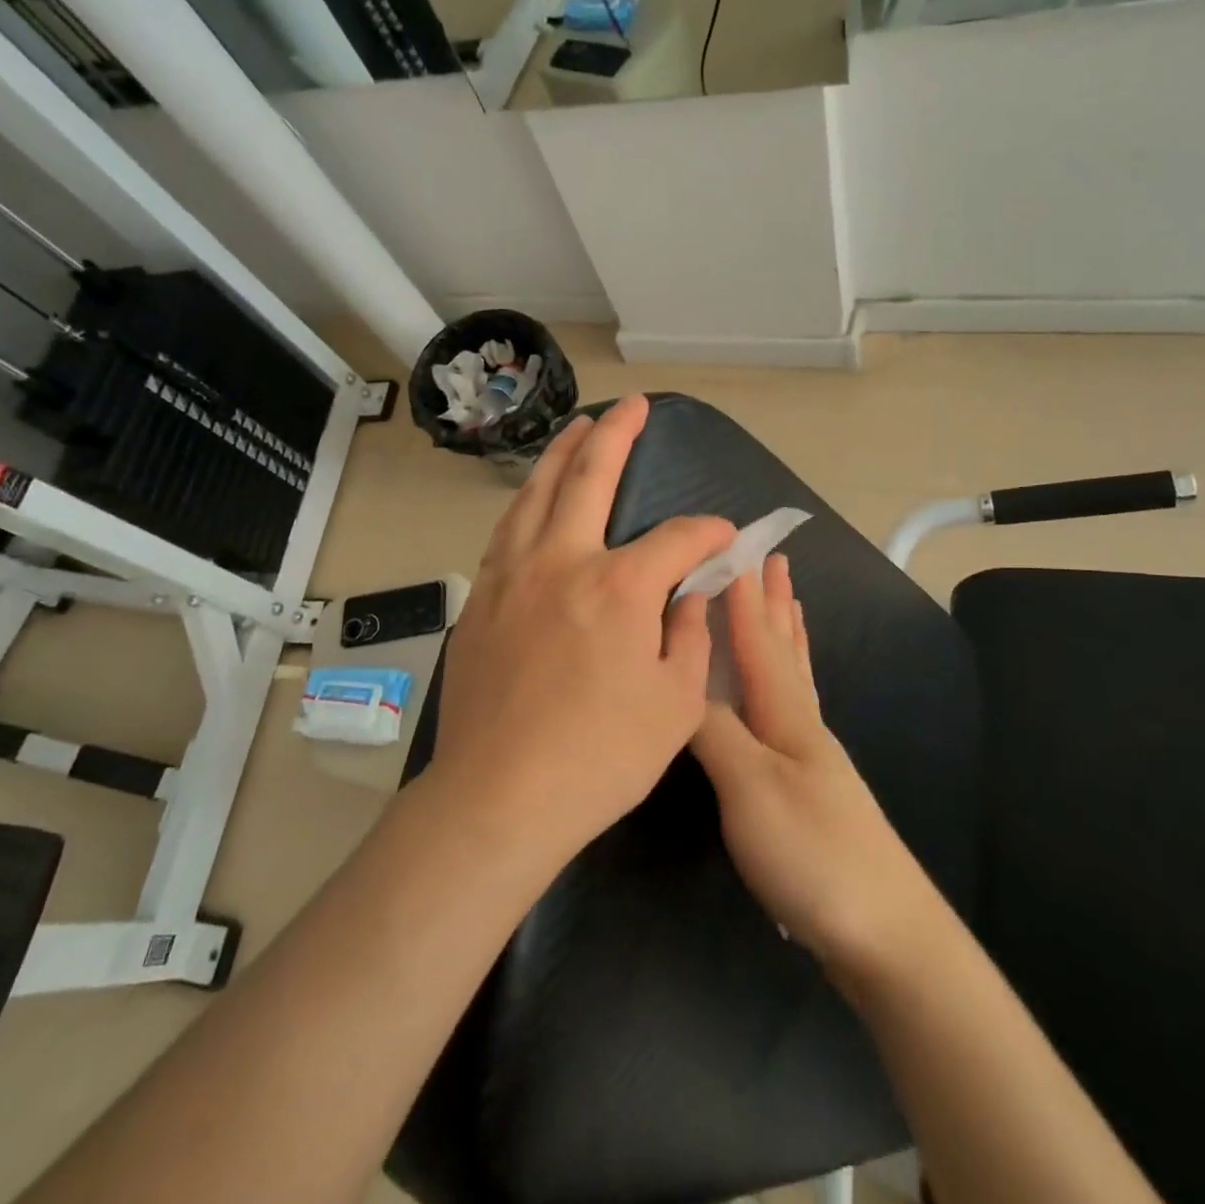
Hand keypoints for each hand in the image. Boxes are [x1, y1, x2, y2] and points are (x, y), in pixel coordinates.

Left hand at [433, 395, 736, 862]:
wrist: (498, 796)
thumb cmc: (598, 759)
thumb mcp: (675, 705)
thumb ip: (689, 634)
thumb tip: (692, 590)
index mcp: (618, 587)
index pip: (676, 537)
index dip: (708, 533)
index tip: (723, 538)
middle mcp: (562, 562)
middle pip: (590, 476)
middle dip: (618, 434)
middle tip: (633, 407)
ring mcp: (512, 575)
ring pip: (537, 493)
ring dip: (562, 454)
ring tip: (578, 428)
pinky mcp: (480, 599)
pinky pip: (508, 531)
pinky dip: (528, 502)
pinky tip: (535, 499)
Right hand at [691, 555, 941, 972]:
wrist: (883, 932)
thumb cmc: (812, 853)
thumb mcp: (750, 788)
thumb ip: (713, 731)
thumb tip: (677, 683)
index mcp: (785, 713)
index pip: (759, 639)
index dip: (744, 595)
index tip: (736, 549)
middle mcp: (801, 722)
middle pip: (784, 648)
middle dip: (773, 602)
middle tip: (775, 559)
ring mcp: (810, 755)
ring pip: (794, 675)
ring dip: (786, 633)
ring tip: (789, 603)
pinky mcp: (809, 785)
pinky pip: (794, 708)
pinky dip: (790, 679)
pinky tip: (786, 691)